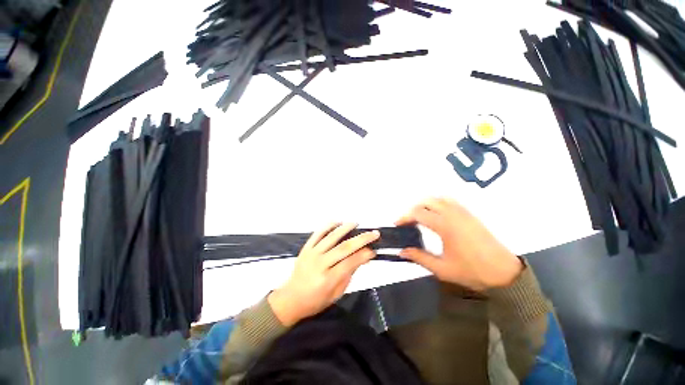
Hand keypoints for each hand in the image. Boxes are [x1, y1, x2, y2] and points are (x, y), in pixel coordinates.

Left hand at [268, 223, 379, 325]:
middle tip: (373, 233)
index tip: (373, 250)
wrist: (290, 299)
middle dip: (361, 239)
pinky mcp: (306, 248)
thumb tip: (363, 257)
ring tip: (356, 223)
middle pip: (343, 248)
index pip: (350, 263)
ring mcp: (311, 254)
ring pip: (331, 237)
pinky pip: (318, 233)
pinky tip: (338, 222)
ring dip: (345, 228)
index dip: (364, 255)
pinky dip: (328, 226)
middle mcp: (320, 264)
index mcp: (328, 280)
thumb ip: (349, 274)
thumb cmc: (316, 300)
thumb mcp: (336, 294)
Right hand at [396, 198, 522, 290]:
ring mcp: (463, 212)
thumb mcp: (442, 269)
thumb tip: (402, 251)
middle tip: (407, 222)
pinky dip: (438, 203)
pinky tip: (436, 214)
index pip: (418, 213)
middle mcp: (453, 214)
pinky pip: (450, 201)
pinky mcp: (470, 214)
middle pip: (426, 202)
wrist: (505, 273)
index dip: (405, 217)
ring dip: (425, 204)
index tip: (398, 224)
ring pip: (438, 198)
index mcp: (445, 226)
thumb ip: (420, 258)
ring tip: (419, 217)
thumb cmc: (473, 272)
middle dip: (413, 209)